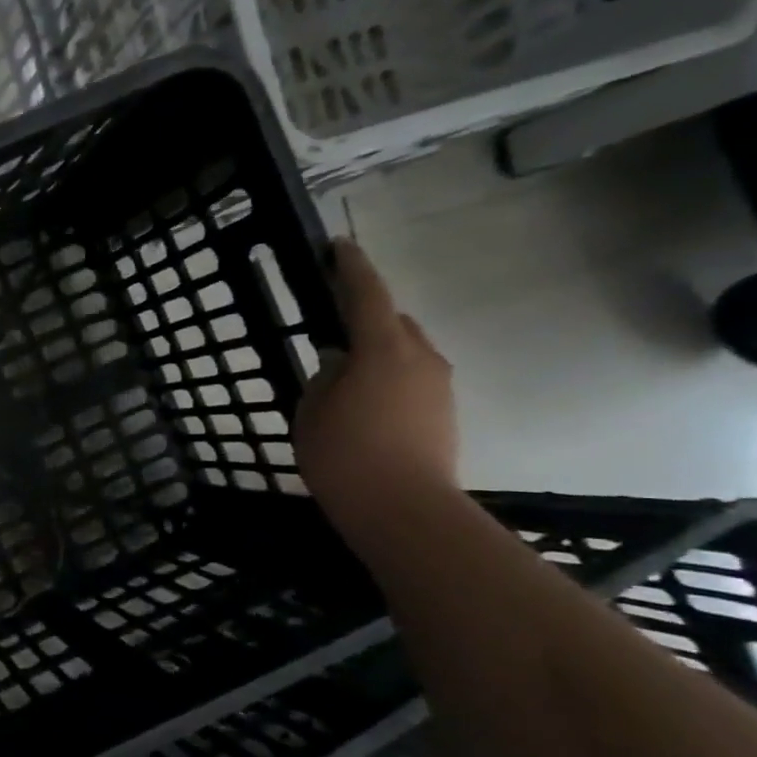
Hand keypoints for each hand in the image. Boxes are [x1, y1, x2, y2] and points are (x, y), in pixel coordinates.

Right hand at [295, 238, 457, 529]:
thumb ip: (324, 378)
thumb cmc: (345, 455)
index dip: (350, 267)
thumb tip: (339, 363)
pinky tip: (365, 402)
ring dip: (379, 350)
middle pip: (393, 321)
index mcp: (383, 349)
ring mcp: (438, 386)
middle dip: (366, 315)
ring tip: (346, 371)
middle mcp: (420, 357)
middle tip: (333, 323)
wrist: (404, 510)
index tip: (338, 246)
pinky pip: (412, 378)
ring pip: (406, 351)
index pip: (366, 294)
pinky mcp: (444, 413)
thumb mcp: (312, 411)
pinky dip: (389, 377)